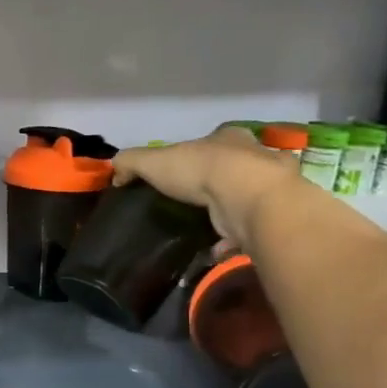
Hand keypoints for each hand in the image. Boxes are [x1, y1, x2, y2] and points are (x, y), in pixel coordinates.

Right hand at [112, 127, 297, 249]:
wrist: (249, 197)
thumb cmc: (201, 169)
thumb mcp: (153, 161)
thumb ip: (131, 162)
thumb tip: (114, 171)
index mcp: (227, 138)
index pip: (213, 140)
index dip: (197, 153)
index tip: (182, 171)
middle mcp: (254, 157)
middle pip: (233, 167)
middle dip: (216, 182)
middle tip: (193, 201)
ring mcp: (268, 187)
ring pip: (246, 197)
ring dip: (228, 212)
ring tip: (204, 228)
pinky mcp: (272, 215)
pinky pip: (250, 228)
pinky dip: (233, 239)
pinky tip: (215, 249)